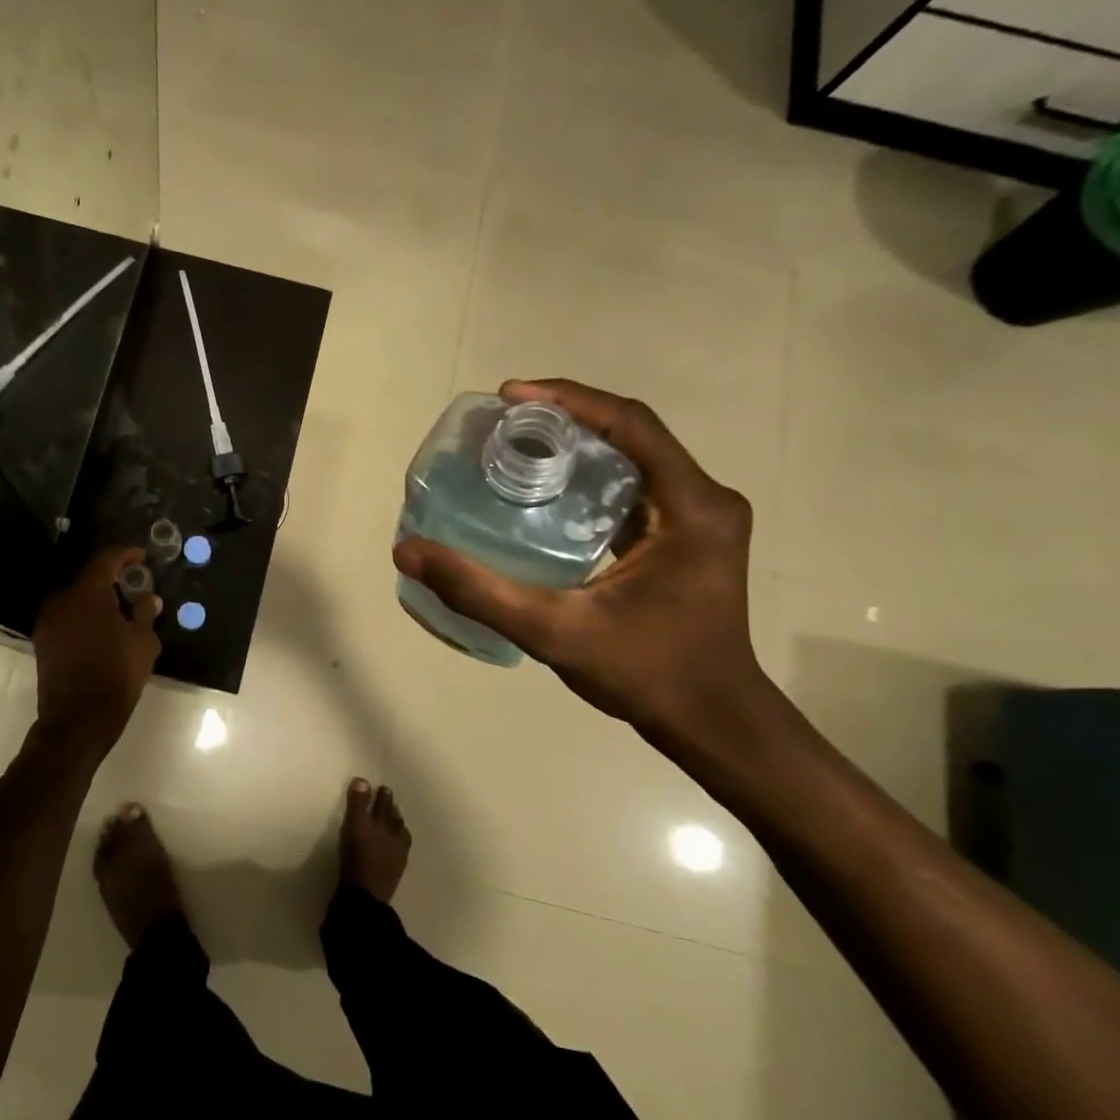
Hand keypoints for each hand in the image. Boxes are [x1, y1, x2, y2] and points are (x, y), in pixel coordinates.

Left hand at [32, 547, 161, 744]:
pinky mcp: (42, 641)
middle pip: (88, 578)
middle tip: (133, 585)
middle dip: (111, 578)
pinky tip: (101, 629)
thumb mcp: (143, 643)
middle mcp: (61, 600)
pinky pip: (67, 616)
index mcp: (87, 594)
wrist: (77, 720)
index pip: (106, 560)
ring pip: (76, 598)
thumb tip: (149, 599)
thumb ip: (144, 614)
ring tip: (120, 609)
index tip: (141, 556)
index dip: (125, 555)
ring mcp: (48, 621)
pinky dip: (84, 615)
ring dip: (96, 598)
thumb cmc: (116, 676)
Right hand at [393, 379, 768, 747]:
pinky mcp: (686, 537)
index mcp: (692, 508)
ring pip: (632, 457)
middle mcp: (704, 501)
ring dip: (575, 444)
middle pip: (629, 434)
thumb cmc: (646, 674)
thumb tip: (408, 551)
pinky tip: (543, 491)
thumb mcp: (553, 632)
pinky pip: (632, 486)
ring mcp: (699, 519)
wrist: (711, 723)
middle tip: (500, 424)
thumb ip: (478, 591)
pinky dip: (587, 475)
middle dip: (563, 418)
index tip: (509, 396)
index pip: (630, 425)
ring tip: (513, 446)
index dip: (567, 400)